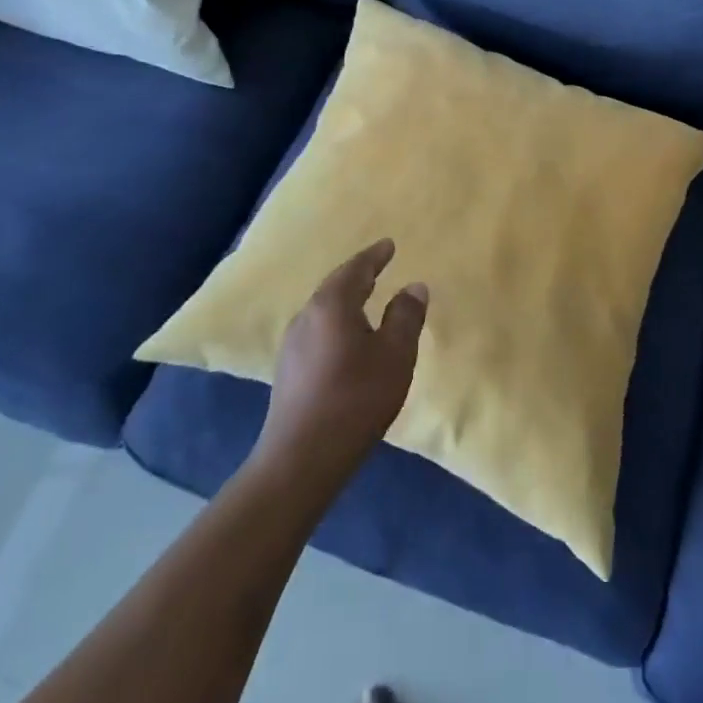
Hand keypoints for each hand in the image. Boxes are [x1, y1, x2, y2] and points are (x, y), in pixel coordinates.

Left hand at [253, 239, 426, 493]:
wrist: (302, 457)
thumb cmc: (356, 398)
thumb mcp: (395, 355)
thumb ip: (406, 317)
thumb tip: (414, 286)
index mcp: (332, 305)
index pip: (355, 269)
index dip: (374, 256)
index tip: (389, 245)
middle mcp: (307, 316)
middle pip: (335, 286)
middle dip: (358, 275)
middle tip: (377, 267)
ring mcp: (292, 345)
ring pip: (323, 310)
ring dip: (346, 300)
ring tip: (365, 299)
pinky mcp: (289, 370)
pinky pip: (317, 330)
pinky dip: (336, 322)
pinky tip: (346, 338)